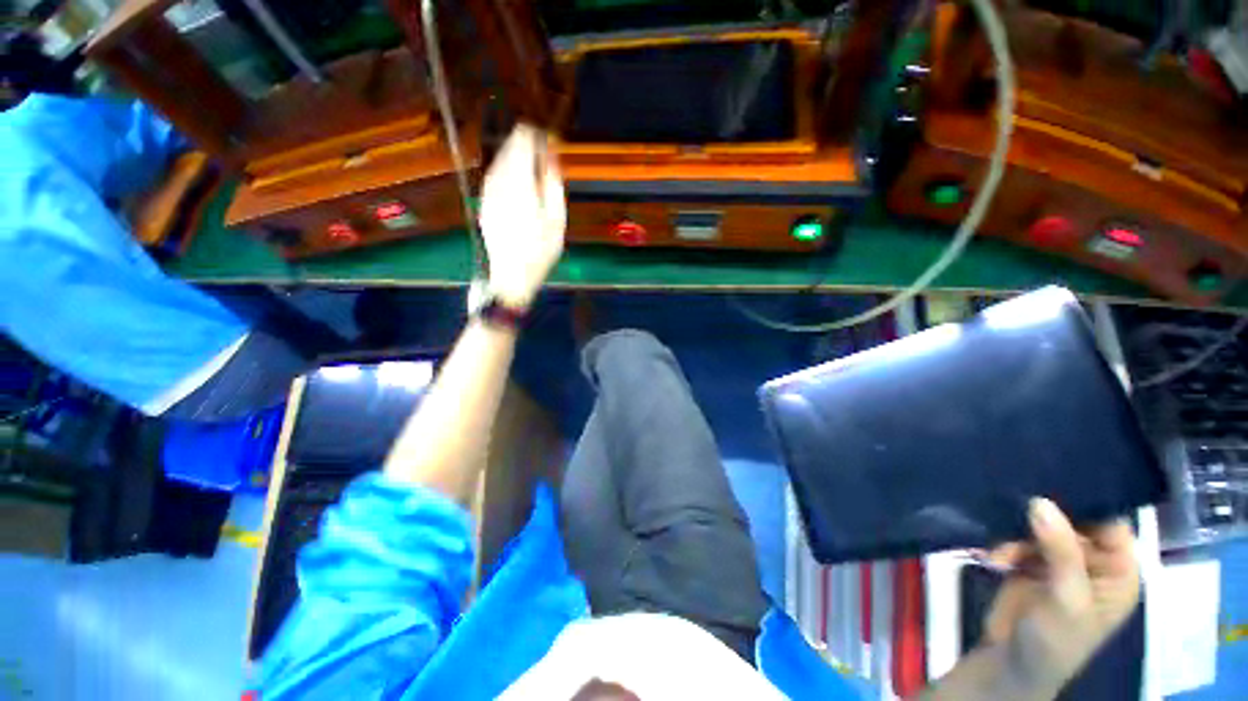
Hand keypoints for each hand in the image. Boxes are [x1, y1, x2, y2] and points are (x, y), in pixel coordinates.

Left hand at [478, 123, 565, 307]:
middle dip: (528, 146)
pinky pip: (495, 174)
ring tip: (536, 172)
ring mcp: (487, 191)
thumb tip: (550, 153)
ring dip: (518, 158)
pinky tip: (520, 184)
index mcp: (519, 183)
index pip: (522, 139)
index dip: (538, 136)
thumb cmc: (540, 251)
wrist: (511, 276)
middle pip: (509, 145)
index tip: (551, 143)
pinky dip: (509, 171)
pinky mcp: (484, 201)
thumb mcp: (557, 219)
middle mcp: (498, 180)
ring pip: (501, 159)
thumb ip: (552, 183)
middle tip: (547, 158)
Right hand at [981, 498, 1140, 695]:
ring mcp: (1060, 563)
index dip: (1088, 502)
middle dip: (1043, 518)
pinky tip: (993, 557)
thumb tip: (1040, 501)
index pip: (1111, 523)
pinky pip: (1019, 539)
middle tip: (1015, 509)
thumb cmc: (1055, 640)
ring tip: (1000, 552)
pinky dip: (1004, 545)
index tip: (1053, 481)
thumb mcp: (1066, 599)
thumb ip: (1060, 550)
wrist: (1011, 663)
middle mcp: (1093, 563)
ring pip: (1041, 528)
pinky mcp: (1030, 564)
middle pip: (1073, 521)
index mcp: (1118, 571)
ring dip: (1017, 535)